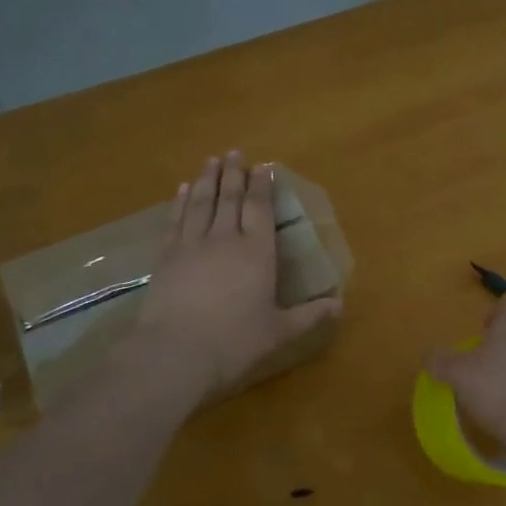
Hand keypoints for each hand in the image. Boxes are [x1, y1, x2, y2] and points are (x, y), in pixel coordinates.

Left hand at [131, 152, 341, 397]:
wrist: (175, 353)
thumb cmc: (234, 343)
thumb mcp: (279, 332)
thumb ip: (309, 316)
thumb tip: (339, 305)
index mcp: (257, 253)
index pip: (260, 209)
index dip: (262, 186)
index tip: (263, 166)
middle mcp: (225, 239)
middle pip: (230, 198)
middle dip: (234, 173)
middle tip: (234, 152)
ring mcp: (192, 245)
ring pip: (201, 202)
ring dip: (207, 179)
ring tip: (211, 160)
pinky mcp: (166, 257)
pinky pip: (175, 220)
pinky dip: (180, 202)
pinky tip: (182, 190)